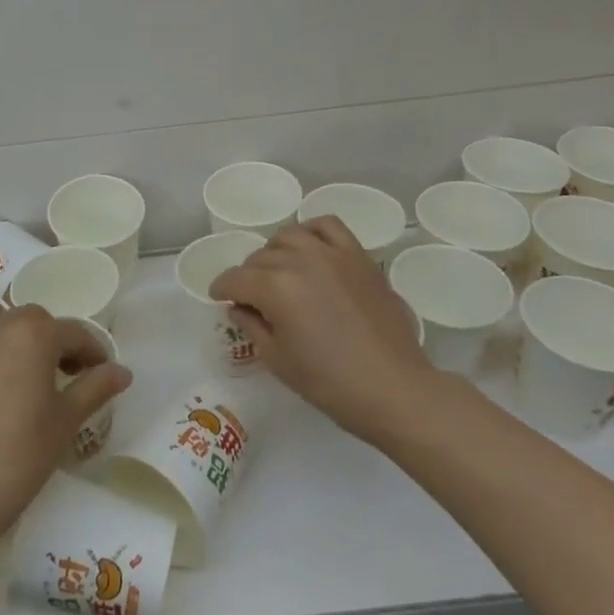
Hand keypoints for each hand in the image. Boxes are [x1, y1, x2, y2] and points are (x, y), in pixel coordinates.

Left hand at [0, 301, 131, 551]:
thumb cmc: (18, 457)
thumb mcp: (66, 422)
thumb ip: (95, 387)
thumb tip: (122, 371)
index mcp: (32, 333)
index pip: (73, 332)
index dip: (91, 352)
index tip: (99, 372)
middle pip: (31, 321)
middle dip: (49, 342)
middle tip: (58, 376)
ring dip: (8, 338)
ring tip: (14, 374)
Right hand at [210, 217, 434, 444]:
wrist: (393, 388)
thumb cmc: (329, 383)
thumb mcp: (277, 359)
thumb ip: (252, 325)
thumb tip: (239, 307)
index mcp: (276, 288)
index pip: (235, 279)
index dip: (221, 289)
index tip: (219, 298)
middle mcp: (301, 261)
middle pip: (260, 258)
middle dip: (248, 276)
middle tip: (251, 298)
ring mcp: (333, 254)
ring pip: (289, 236)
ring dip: (275, 252)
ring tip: (279, 271)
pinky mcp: (358, 256)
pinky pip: (328, 226)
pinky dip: (311, 231)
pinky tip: (309, 249)